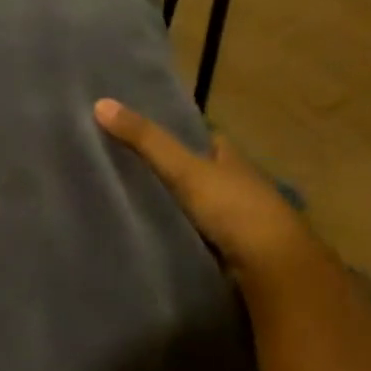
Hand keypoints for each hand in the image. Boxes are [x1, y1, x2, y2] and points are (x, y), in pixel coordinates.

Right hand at [94, 99, 312, 279]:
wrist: (270, 267)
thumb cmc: (233, 208)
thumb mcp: (184, 169)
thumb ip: (146, 141)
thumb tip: (100, 103)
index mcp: (229, 156)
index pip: (196, 136)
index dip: (168, 131)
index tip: (130, 131)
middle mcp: (232, 182)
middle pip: (191, 169)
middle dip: (161, 169)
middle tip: (114, 166)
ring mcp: (229, 217)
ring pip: (188, 202)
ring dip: (164, 202)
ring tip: (118, 199)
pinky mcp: (222, 247)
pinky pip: (187, 231)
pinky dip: (168, 229)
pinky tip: (142, 231)